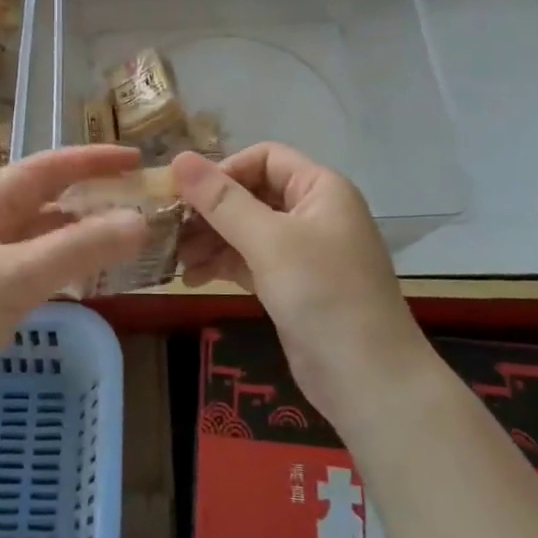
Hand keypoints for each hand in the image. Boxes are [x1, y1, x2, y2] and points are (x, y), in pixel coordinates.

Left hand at [0, 146, 148, 427]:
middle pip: (46, 202)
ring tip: (125, 239)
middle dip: (91, 198)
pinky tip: (90, 279)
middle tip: (138, 202)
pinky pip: (39, 273)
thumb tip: (140, 222)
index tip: (135, 160)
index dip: (90, 160)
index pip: (44, 169)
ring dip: (82, 236)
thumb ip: (79, 249)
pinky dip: (68, 270)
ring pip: (45, 240)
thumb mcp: (16, 276)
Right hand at [173, 145, 428, 426]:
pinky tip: (192, 278)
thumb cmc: (323, 295)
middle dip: (210, 209)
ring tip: (175, 258)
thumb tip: (178, 157)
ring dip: (210, 239)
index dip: (224, 171)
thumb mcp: (269, 241)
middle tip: (168, 228)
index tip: (186, 196)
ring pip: (245, 229)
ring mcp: (303, 250)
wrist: (369, 380)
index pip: (264, 157)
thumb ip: (222, 200)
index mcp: (320, 188)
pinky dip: (222, 264)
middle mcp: (313, 212)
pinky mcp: (291, 284)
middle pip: (251, 193)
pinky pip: (249, 260)